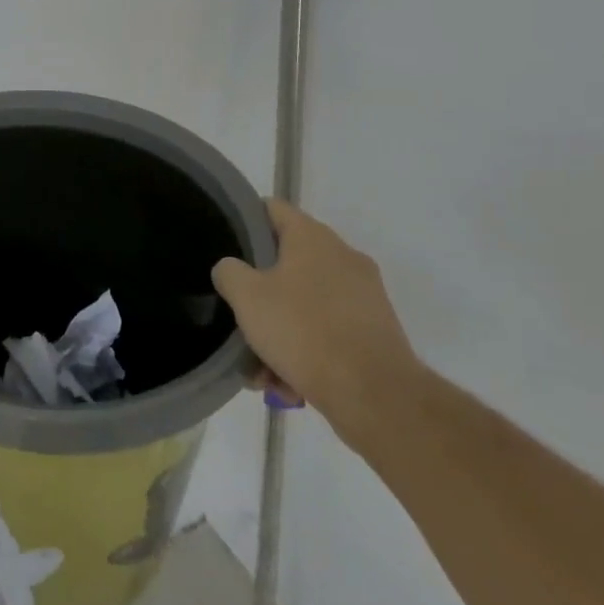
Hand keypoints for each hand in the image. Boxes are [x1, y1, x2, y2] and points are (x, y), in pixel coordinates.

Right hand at [213, 199, 417, 450]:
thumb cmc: (304, 330)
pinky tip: (289, 384)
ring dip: (280, 332)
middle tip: (241, 319)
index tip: (226, 245)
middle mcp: (343, 256)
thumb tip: (232, 269)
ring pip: (306, 304)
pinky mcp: (377, 331)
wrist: (377, 396)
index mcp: (312, 237)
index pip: (271, 209)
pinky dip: (307, 352)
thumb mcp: (246, 296)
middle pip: (286, 263)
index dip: (245, 221)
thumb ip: (229, 272)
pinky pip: (329, 331)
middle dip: (260, 296)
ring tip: (262, 371)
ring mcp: (364, 295)